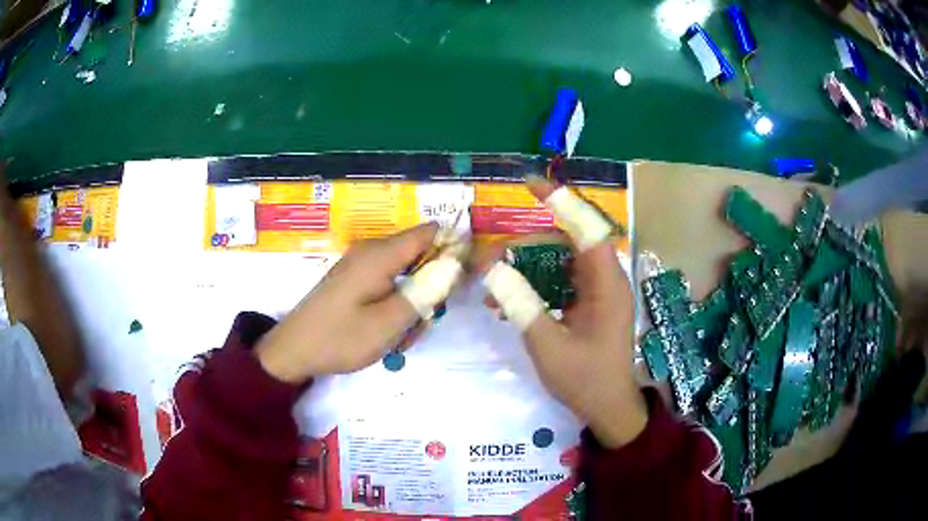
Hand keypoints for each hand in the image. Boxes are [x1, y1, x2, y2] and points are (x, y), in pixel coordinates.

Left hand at [255, 223, 438, 382]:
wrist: (293, 351)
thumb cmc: (340, 338)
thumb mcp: (389, 322)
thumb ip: (425, 291)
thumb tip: (455, 264)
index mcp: (380, 254)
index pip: (430, 232)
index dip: (454, 246)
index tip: (467, 276)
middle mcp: (371, 251)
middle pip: (419, 253)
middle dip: (432, 284)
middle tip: (426, 320)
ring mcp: (360, 265)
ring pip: (405, 273)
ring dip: (413, 301)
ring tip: (401, 335)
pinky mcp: (354, 280)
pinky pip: (388, 284)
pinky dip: (396, 304)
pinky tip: (387, 331)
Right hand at [485, 176, 646, 447]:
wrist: (608, 410)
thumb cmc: (585, 381)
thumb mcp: (548, 346)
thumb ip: (521, 306)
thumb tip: (491, 270)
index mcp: (607, 285)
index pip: (587, 228)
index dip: (561, 202)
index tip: (530, 184)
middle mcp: (605, 280)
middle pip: (565, 243)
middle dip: (524, 247)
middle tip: (488, 262)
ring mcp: (597, 292)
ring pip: (558, 262)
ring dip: (524, 267)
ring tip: (491, 284)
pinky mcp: (588, 304)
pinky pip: (558, 282)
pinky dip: (533, 286)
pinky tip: (506, 303)